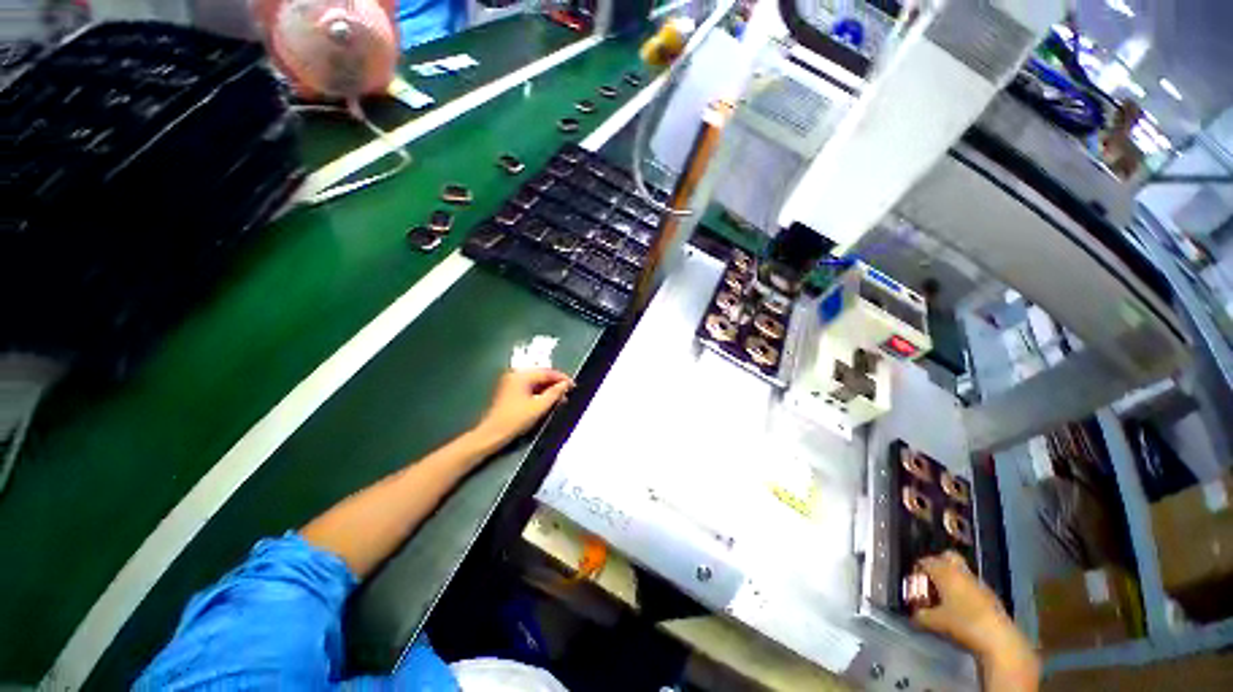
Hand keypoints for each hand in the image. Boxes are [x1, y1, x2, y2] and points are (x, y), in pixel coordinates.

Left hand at [473, 369, 573, 447]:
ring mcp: (511, 383)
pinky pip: (529, 387)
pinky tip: (547, 401)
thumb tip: (566, 384)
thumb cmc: (516, 419)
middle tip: (568, 393)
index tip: (573, 385)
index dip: (562, 378)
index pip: (547, 372)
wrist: (491, 434)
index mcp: (522, 375)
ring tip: (560, 399)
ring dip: (548, 389)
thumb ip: (555, 393)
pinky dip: (539, 393)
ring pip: (535, 382)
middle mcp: (515, 375)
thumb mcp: (539, 406)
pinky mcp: (509, 391)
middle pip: (541, 375)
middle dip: (555, 384)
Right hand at [913, 552, 1038, 688]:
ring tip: (945, 596)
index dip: (918, 569)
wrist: (998, 639)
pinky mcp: (991, 596)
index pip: (926, 561)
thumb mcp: (934, 622)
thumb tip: (913, 614)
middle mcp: (961, 572)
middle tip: (931, 579)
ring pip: (962, 572)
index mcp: (945, 572)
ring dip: (953, 579)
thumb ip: (920, 615)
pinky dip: (964, 591)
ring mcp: (979, 583)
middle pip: (948, 557)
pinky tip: (961, 607)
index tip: (914, 581)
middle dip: (938, 564)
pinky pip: (972, 586)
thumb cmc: (962, 624)